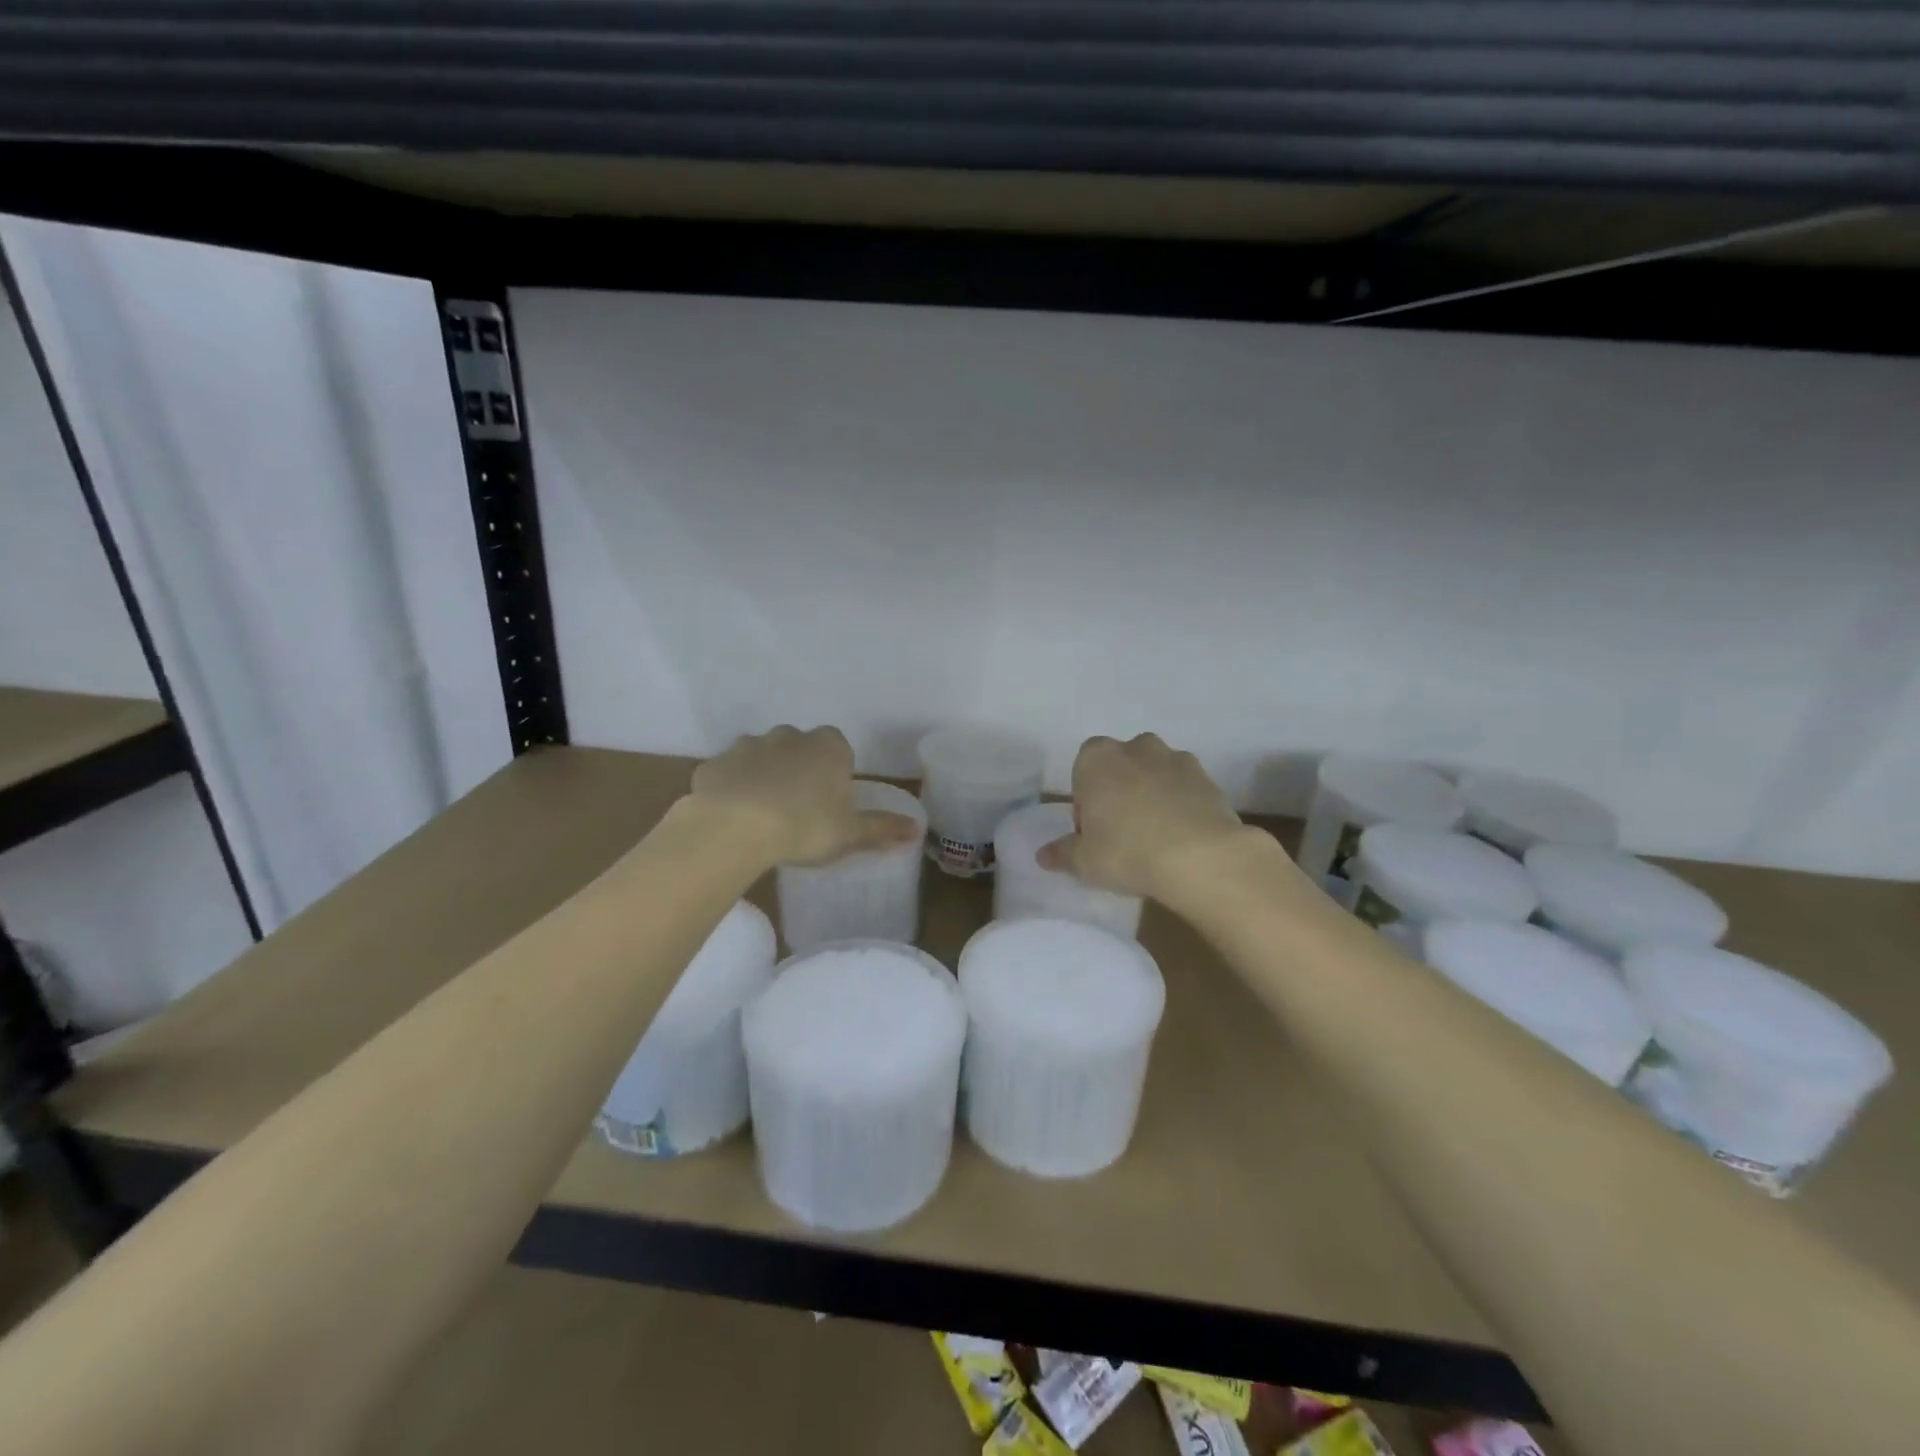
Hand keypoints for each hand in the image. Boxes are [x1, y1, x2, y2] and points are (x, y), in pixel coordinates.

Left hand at [689, 725, 921, 866]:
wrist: (735, 827)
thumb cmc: (805, 826)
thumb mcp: (850, 833)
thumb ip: (882, 828)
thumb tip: (917, 829)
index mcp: (829, 746)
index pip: (839, 750)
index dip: (836, 774)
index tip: (831, 801)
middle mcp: (789, 736)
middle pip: (799, 748)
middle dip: (800, 770)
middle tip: (799, 809)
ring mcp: (748, 745)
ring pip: (761, 756)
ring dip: (764, 776)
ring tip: (763, 814)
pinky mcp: (714, 764)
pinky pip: (728, 773)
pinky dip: (731, 788)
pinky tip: (732, 817)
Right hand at [1038, 734, 1254, 903]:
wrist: (1202, 857)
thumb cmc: (1128, 852)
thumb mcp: (1085, 862)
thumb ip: (1062, 854)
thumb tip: (1043, 855)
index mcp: (1096, 758)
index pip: (1081, 771)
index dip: (1085, 802)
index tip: (1092, 832)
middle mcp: (1135, 748)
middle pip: (1118, 767)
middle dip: (1118, 792)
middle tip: (1121, 834)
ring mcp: (1175, 759)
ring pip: (1153, 774)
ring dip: (1150, 795)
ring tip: (1155, 837)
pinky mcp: (1208, 777)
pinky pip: (1184, 788)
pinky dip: (1180, 804)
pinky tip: (1182, 838)